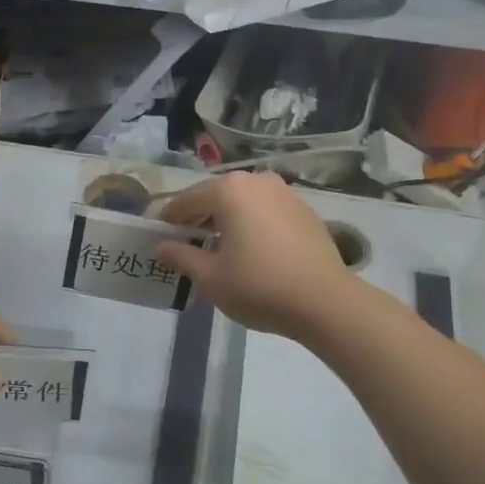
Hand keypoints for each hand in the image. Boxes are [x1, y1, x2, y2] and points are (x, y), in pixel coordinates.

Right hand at [153, 171, 354, 341]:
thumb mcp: (210, 277)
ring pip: (243, 202)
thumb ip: (181, 256)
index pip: (187, 199)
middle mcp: (257, 181)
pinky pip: (265, 211)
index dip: (170, 217)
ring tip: (217, 247)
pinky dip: (251, 223)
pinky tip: (249, 249)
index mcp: (229, 190)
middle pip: (216, 195)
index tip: (159, 234)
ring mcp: (285, 193)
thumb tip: (162, 247)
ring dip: (226, 219)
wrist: (325, 302)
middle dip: (198, 216)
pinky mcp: (304, 211)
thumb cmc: (258, 286)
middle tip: (185, 242)